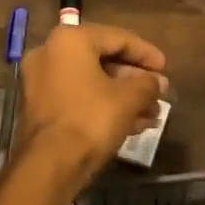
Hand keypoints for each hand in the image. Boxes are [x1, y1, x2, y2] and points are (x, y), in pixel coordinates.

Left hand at [15, 23, 166, 189]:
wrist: (48, 167)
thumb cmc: (90, 120)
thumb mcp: (129, 99)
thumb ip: (147, 84)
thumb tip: (158, 83)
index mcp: (70, 40)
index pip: (117, 38)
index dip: (146, 53)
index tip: (165, 68)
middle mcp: (50, 53)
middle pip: (103, 60)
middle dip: (134, 79)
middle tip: (158, 93)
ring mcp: (40, 82)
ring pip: (91, 82)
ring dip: (122, 96)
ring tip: (151, 114)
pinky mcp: (39, 108)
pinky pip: (78, 98)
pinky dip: (102, 106)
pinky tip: (131, 125)